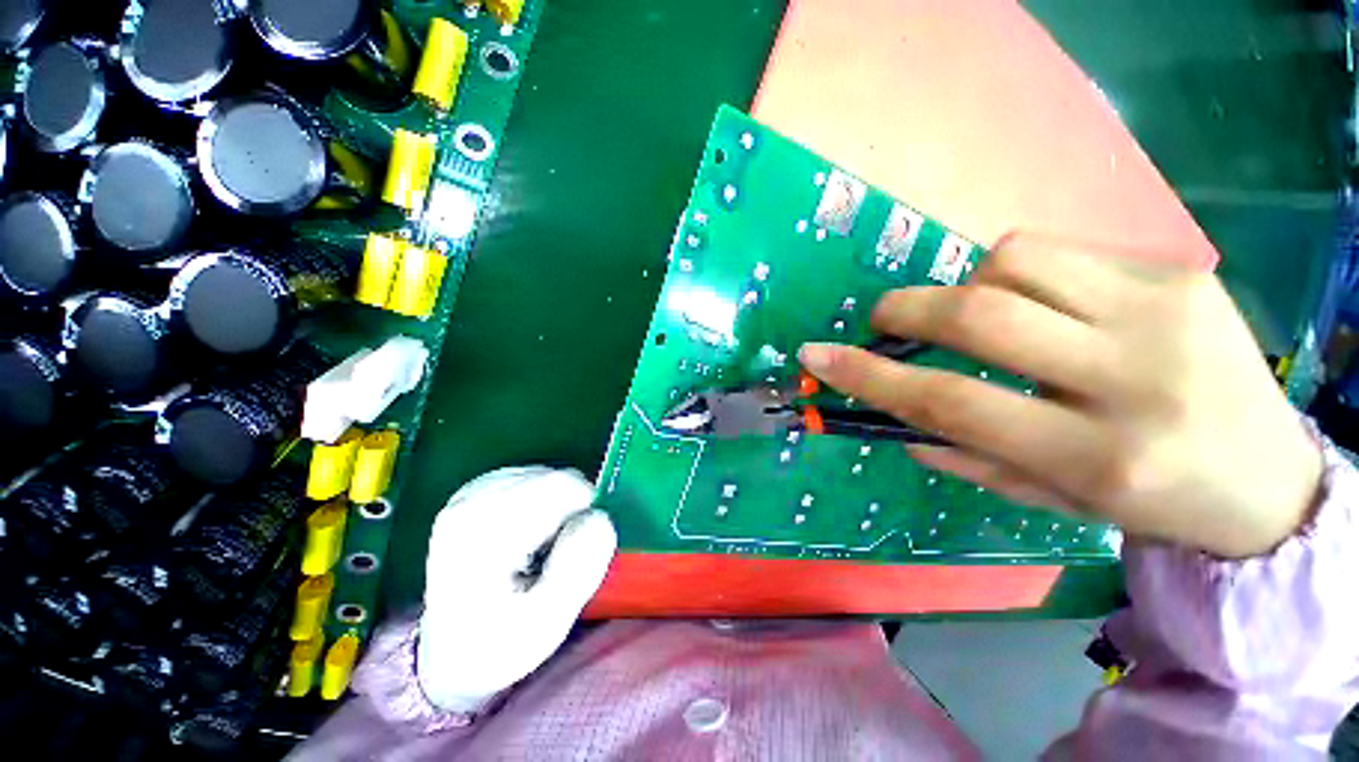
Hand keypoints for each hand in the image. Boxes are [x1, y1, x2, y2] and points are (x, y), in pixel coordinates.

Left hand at [418, 467, 615, 711]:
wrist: (451, 650)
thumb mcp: (546, 623)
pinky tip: (527, 535)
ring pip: (550, 476)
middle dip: (570, 514)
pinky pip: (535, 478)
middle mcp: (473, 498)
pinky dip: (543, 503)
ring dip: (557, 509)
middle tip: (552, 557)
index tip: (569, 554)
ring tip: (536, 550)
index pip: (564, 486)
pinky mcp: (477, 488)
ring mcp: (471, 490)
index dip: (583, 516)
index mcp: (484, 529)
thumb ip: (578, 568)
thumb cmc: (500, 644)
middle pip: (558, 478)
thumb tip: (599, 517)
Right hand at [799, 233, 1322, 558]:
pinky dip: (1017, 274)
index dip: (870, 375)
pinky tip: (1038, 304)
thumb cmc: (1151, 500)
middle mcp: (1133, 377)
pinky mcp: (1180, 272)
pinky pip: (1059, 252)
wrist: (1271, 476)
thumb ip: (966, 456)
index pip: (950, 401)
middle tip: (885, 319)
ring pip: (1014, 262)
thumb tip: (898, 422)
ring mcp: (1165, 311)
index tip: (819, 355)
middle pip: (979, 315)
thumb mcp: (1051, 498)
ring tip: (976, 316)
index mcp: (1096, 456)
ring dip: (967, 287)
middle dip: (907, 310)